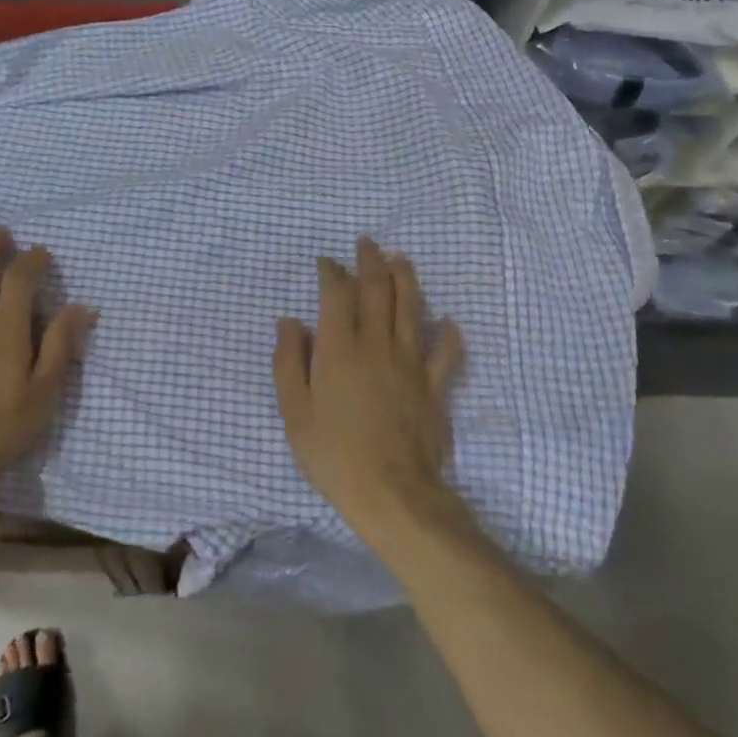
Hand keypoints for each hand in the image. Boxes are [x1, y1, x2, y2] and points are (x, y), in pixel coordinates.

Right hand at [274, 238, 464, 542]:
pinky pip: (445, 354)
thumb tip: (290, 323)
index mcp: (339, 348)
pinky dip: (448, 335)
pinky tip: (448, 322)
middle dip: (371, 262)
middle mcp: (376, 345)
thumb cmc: (334, 454)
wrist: (393, 494)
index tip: (326, 263)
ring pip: (411, 310)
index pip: (337, 295)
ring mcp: (409, 363)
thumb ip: (289, 362)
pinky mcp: (434, 387)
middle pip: (377, 291)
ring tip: (401, 260)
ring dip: (406, 280)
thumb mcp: (295, 412)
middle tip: (368, 243)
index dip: (331, 273)